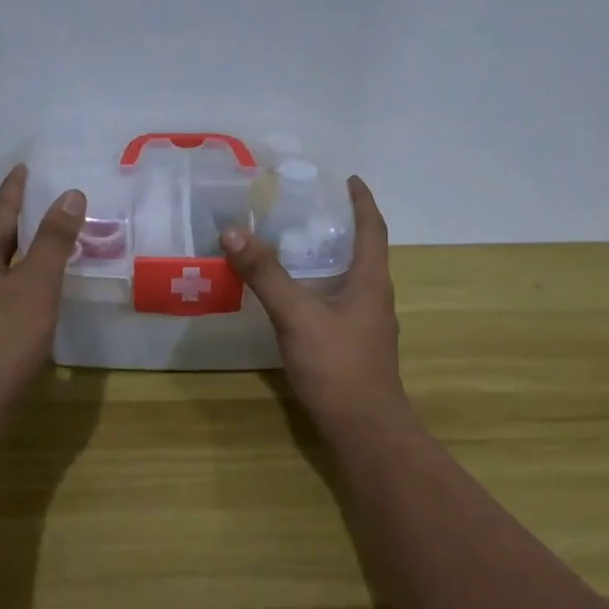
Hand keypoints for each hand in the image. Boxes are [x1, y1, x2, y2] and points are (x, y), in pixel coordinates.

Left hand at [0, 165, 84, 418]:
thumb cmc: (3, 339)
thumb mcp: (36, 285)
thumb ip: (54, 241)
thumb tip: (69, 194)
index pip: (0, 211)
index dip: (16, 189)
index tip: (25, 167)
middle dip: (19, 221)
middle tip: (46, 205)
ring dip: (18, 254)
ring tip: (45, 246)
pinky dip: (16, 283)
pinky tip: (30, 296)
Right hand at [221, 176, 410, 433]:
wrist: (364, 429)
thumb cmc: (338, 366)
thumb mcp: (297, 316)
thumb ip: (266, 275)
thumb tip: (233, 232)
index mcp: (371, 282)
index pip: (372, 229)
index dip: (362, 201)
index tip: (348, 179)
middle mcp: (374, 299)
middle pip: (362, 252)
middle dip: (339, 227)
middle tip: (305, 210)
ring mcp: (366, 326)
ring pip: (348, 280)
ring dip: (327, 259)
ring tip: (293, 246)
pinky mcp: (353, 347)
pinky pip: (337, 304)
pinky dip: (318, 288)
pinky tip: (293, 298)